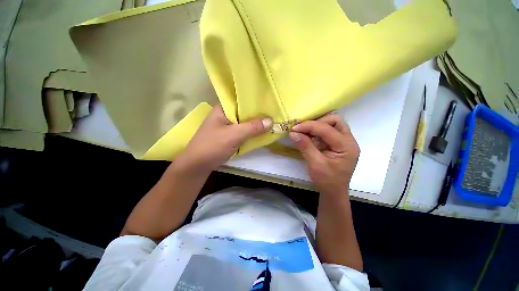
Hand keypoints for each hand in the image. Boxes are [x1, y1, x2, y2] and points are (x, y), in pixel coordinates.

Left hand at [177, 104, 272, 172]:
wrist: (198, 165)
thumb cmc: (212, 146)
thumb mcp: (233, 135)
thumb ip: (252, 128)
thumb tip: (271, 121)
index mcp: (223, 108)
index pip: (241, 98)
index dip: (255, 98)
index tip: (270, 99)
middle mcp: (226, 114)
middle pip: (245, 110)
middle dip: (259, 111)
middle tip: (275, 110)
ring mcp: (228, 125)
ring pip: (245, 121)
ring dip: (256, 122)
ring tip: (273, 118)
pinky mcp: (231, 135)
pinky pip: (244, 130)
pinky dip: (253, 131)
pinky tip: (263, 130)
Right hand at [289, 114, 359, 195]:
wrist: (333, 192)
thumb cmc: (326, 181)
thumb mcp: (315, 164)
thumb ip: (305, 147)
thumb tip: (293, 133)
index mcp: (347, 146)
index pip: (327, 129)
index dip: (309, 126)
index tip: (294, 128)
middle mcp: (349, 141)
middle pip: (335, 121)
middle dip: (317, 122)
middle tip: (303, 129)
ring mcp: (344, 142)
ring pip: (332, 124)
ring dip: (317, 125)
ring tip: (304, 132)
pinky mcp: (337, 144)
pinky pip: (328, 131)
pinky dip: (317, 131)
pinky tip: (308, 136)